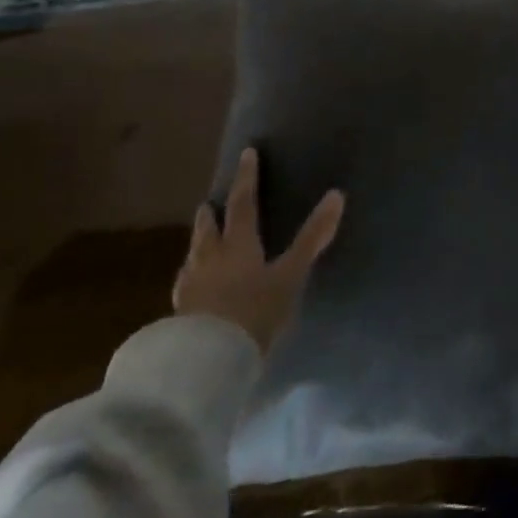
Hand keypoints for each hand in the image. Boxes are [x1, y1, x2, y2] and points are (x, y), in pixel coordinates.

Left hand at [172, 147, 344, 353]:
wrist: (206, 364)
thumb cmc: (254, 312)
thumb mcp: (290, 274)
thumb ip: (312, 237)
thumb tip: (336, 195)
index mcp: (238, 245)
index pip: (242, 203)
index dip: (247, 178)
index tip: (246, 154)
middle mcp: (209, 259)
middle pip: (208, 229)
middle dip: (211, 214)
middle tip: (210, 202)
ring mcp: (190, 288)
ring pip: (193, 257)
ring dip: (199, 244)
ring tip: (201, 242)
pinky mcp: (180, 316)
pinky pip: (186, 286)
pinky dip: (192, 277)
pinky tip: (193, 288)